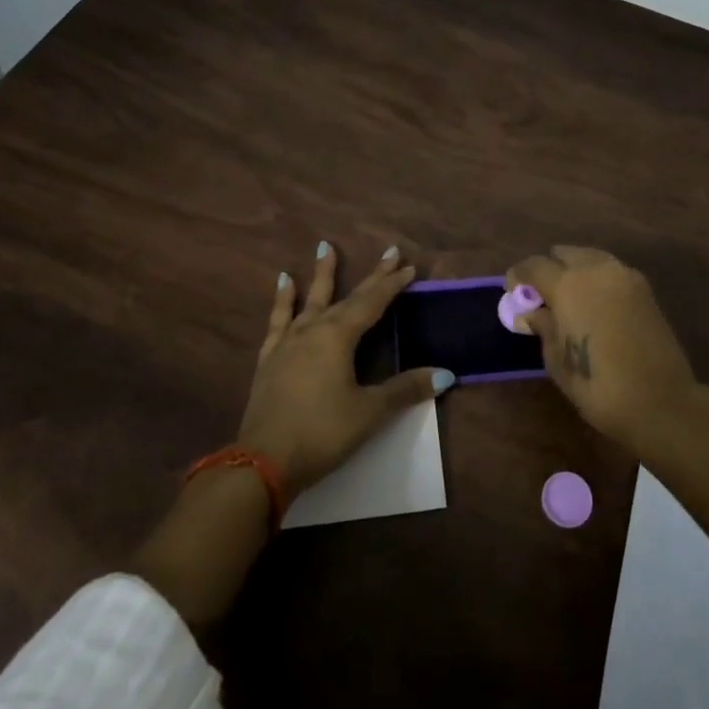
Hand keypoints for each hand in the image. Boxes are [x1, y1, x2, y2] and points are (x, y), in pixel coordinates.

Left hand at [237, 243, 453, 497]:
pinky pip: (278, 321)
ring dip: (321, 274)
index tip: (408, 266)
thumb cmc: (322, 433)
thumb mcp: (369, 412)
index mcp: (338, 337)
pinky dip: (283, 301)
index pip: (372, 303)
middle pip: (347, 297)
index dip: (392, 285)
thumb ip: (405, 389)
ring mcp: (287, 343)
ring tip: (324, 247)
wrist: (263, 461)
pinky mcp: (269, 359)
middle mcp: (313, 330)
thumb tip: (445, 373)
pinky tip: (284, 284)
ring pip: (309, 300)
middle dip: (371, 277)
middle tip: (388, 252)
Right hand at [505, 245, 700, 450]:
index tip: (512, 291)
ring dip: (575, 270)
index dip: (519, 276)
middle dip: (550, 268)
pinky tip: (594, 302)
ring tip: (568, 296)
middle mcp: (596, 270)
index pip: (534, 266)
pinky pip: (612, 272)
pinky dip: (598, 278)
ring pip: (591, 258)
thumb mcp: (557, 360)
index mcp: (568, 284)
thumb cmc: (598, 386)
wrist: (661, 402)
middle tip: (541, 293)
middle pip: (565, 254)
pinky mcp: (645, 290)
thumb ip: (544, 327)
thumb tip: (531, 312)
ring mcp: (625, 277)